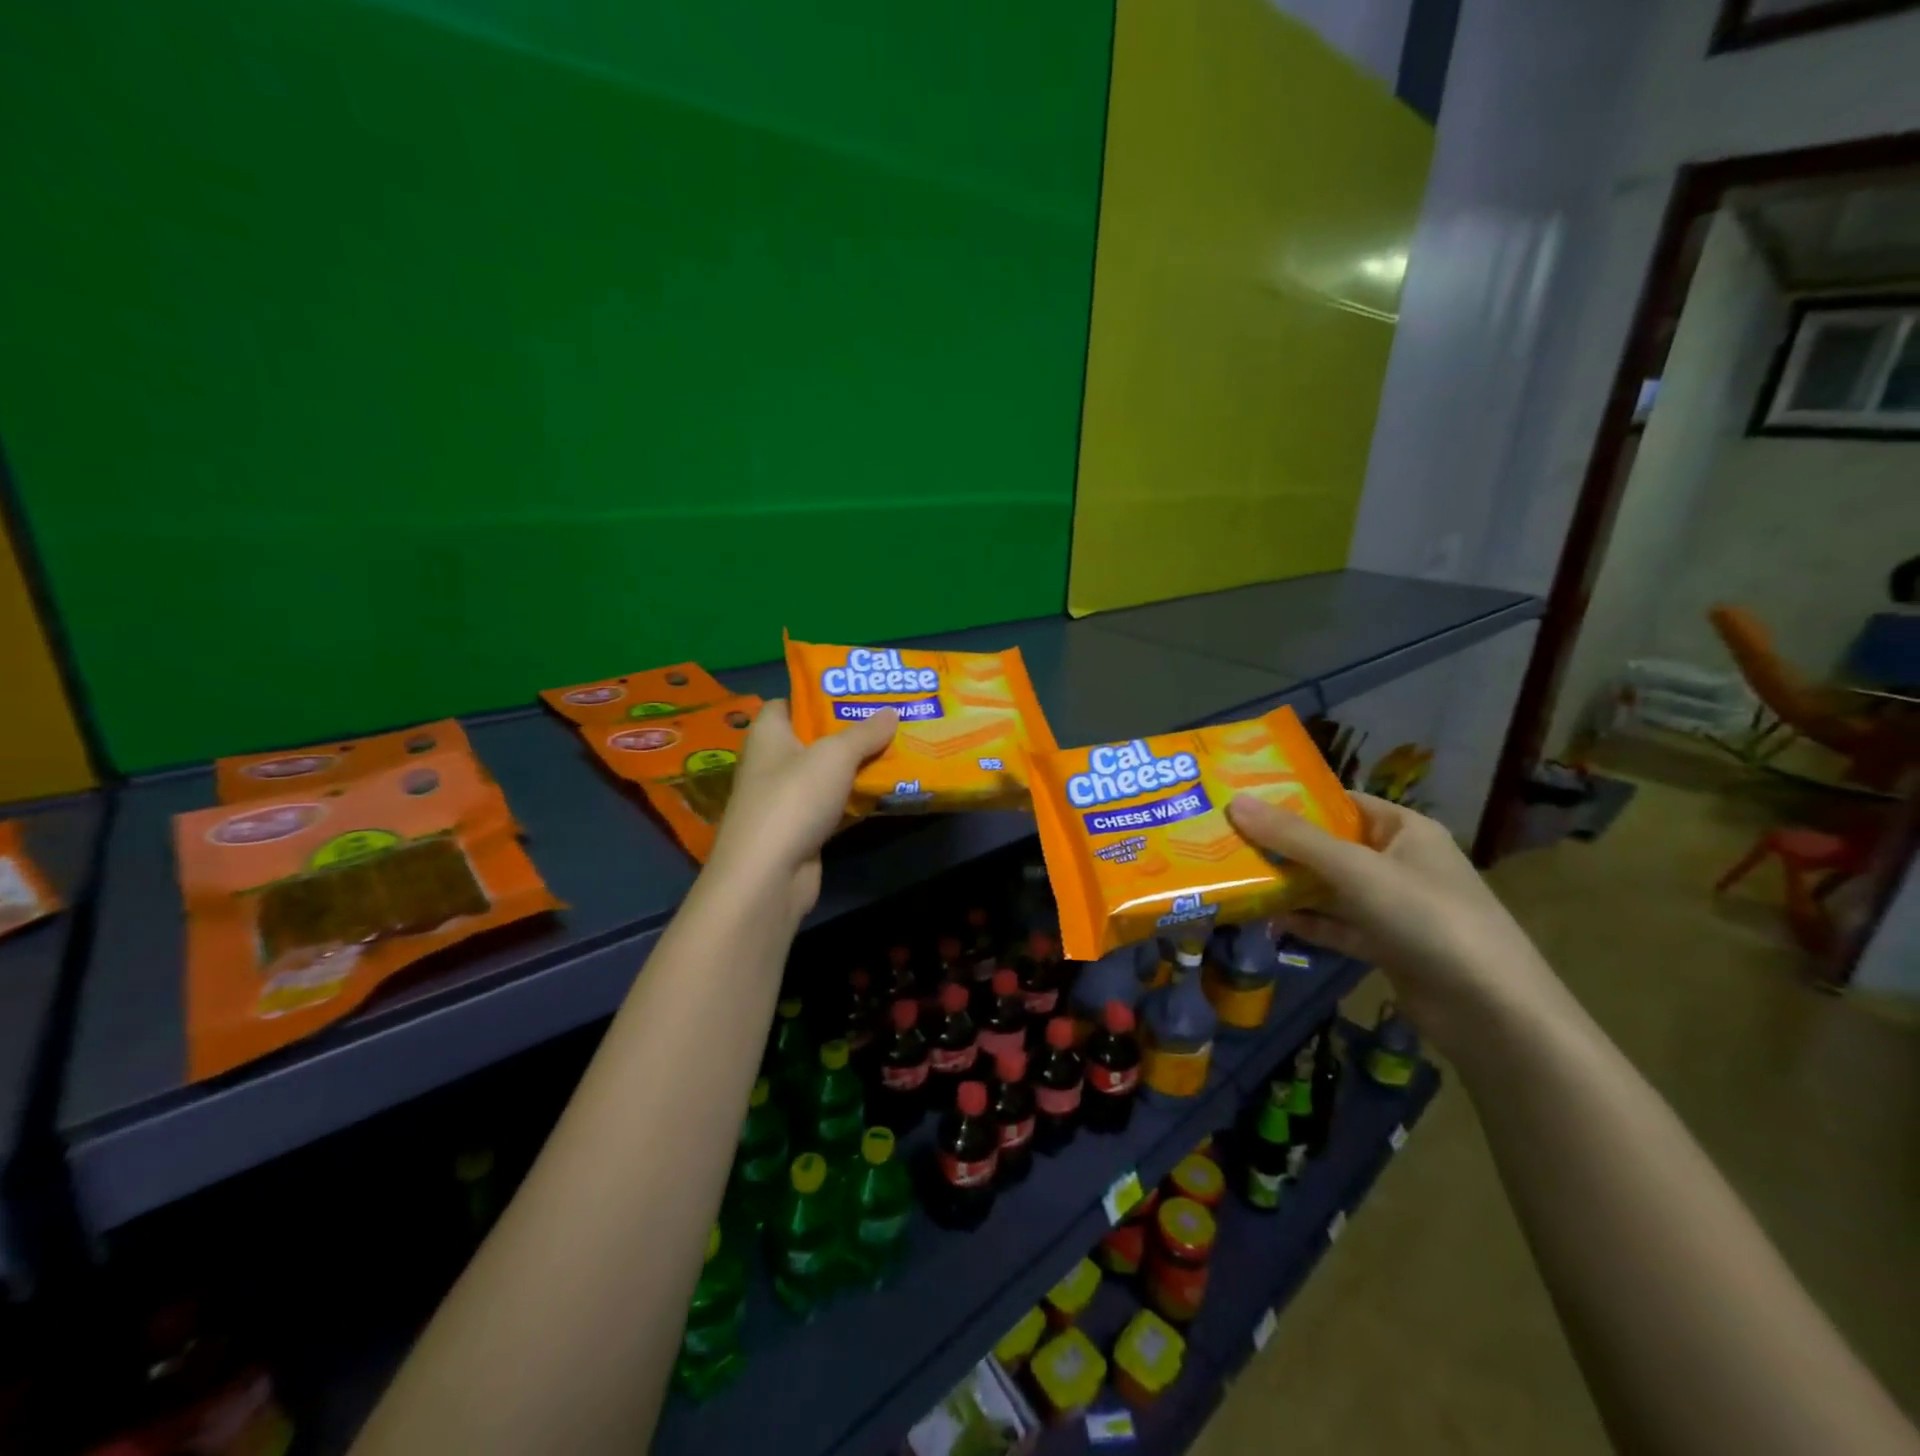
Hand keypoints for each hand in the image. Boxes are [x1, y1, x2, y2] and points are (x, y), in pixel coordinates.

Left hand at [707, 702, 897, 920]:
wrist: (768, 875)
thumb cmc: (794, 799)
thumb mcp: (835, 755)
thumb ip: (865, 732)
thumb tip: (891, 711)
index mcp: (768, 734)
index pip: (787, 703)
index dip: (817, 694)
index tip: (854, 692)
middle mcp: (772, 763)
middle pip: (813, 738)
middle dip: (849, 730)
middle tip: (889, 718)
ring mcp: (785, 800)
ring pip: (826, 775)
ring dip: (857, 766)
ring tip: (897, 749)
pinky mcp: (801, 830)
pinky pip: (833, 806)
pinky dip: (855, 799)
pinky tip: (886, 791)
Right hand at [1226, 791, 1554, 1045]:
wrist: (1491, 1011)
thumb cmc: (1426, 917)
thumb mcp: (1356, 869)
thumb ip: (1295, 838)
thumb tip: (1235, 803)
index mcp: (1405, 830)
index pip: (1342, 803)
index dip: (1295, 799)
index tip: (1244, 799)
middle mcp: (1400, 862)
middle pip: (1331, 846)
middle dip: (1283, 845)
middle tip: (1227, 839)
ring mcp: (1395, 907)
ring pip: (1331, 888)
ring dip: (1291, 886)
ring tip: (1237, 877)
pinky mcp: (1387, 946)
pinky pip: (1338, 925)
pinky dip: (1308, 923)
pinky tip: (1269, 920)